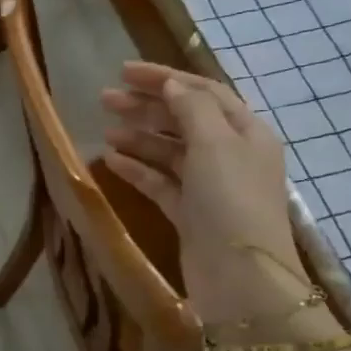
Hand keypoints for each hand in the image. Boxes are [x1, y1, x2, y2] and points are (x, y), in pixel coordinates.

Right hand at [101, 62, 315, 325]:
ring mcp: (208, 186)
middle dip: (146, 106)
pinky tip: (111, 161)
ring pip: (169, 152)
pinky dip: (138, 170)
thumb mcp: (215, 143)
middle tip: (104, 99)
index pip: (202, 91)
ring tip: (105, 130)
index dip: (164, 78)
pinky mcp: (189, 214)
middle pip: (184, 119)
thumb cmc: (230, 200)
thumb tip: (171, 83)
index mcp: (245, 132)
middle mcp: (229, 155)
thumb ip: (191, 107)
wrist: (240, 278)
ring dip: (139, 137)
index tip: (123, 71)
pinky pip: (160, 183)